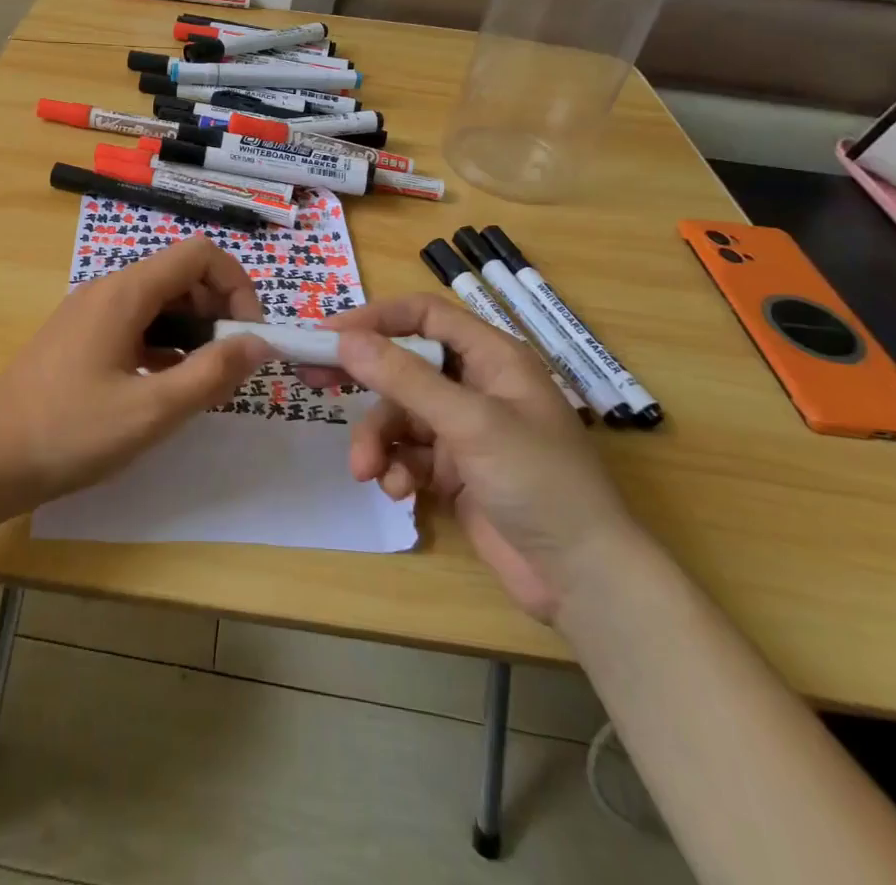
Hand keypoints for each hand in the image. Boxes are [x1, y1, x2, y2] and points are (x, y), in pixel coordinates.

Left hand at [0, 237, 270, 519]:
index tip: (248, 336)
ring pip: (160, 303)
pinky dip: (165, 346)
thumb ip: (211, 374)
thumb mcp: (150, 410)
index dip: (236, 286)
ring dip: (193, 334)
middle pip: (181, 276)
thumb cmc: (69, 432)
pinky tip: (169, 387)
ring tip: (204, 383)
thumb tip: (261, 343)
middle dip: (218, 313)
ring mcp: (91, 313)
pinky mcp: (81, 339)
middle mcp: (108, 290)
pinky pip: (137, 325)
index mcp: (125, 293)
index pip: (199, 255)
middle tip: (230, 367)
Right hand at [317, 295, 637, 620]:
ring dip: (378, 441)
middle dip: (363, 379)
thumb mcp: (470, 422)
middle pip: (404, 366)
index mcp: (493, 357)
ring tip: (367, 471)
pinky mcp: (454, 471)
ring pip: (399, 416)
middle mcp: (476, 386)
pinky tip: (401, 493)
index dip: (378, 318)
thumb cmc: (538, 481)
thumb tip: (345, 339)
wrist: (583, 579)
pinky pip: (408, 455)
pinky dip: (397, 470)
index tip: (330, 334)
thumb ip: (405, 378)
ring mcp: (464, 430)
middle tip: (313, 380)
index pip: (425, 315)